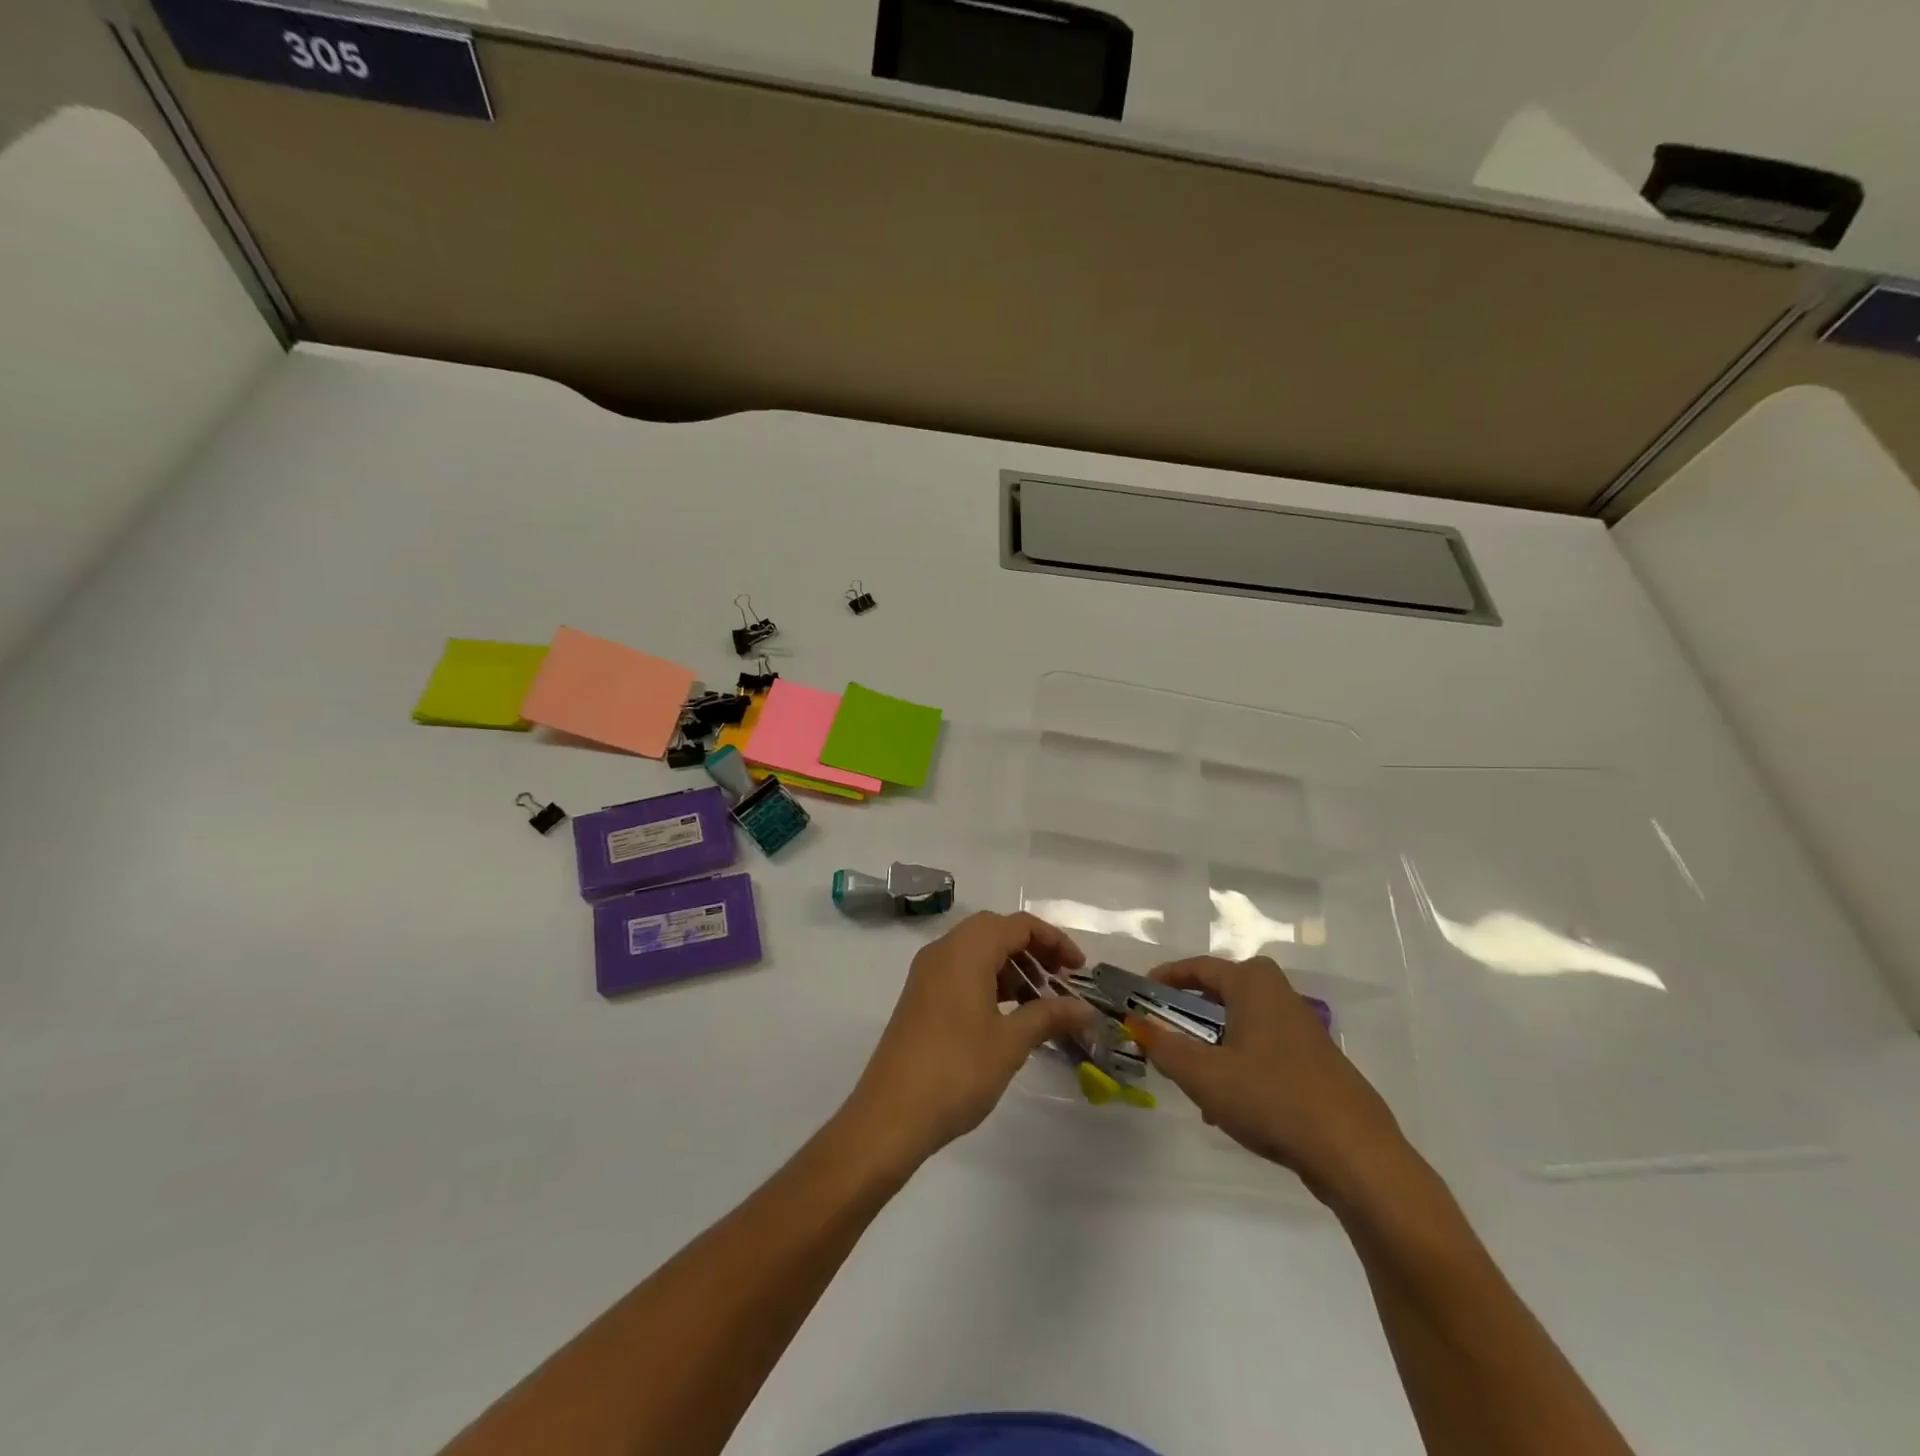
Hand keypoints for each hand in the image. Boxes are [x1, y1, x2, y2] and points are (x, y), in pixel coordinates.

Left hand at [839, 912, 1097, 1172]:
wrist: (890, 1115)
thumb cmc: (956, 1071)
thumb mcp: (1010, 1042)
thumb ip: (1049, 1016)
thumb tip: (1086, 1009)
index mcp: (965, 951)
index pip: (1017, 925)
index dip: (1054, 942)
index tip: (1079, 971)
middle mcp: (943, 951)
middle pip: (996, 931)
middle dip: (1033, 950)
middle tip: (1060, 981)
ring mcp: (927, 974)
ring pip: (977, 951)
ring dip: (1011, 967)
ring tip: (1039, 1002)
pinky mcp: (920, 997)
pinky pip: (961, 972)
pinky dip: (989, 981)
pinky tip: (1008, 1015)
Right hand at [1129, 955, 1413, 1205]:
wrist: (1354, 1153)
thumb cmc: (1271, 1098)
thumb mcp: (1204, 1075)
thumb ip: (1164, 1047)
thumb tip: (1137, 1023)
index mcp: (1252, 983)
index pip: (1198, 967)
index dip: (1165, 978)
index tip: (1140, 994)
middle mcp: (1278, 993)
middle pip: (1220, 994)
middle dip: (1188, 1016)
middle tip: (1163, 1037)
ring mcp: (1301, 1027)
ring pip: (1241, 1024)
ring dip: (1212, 1045)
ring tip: (1193, 1080)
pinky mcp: (1315, 1059)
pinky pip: (1262, 1048)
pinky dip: (1238, 1063)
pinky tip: (1231, 1105)